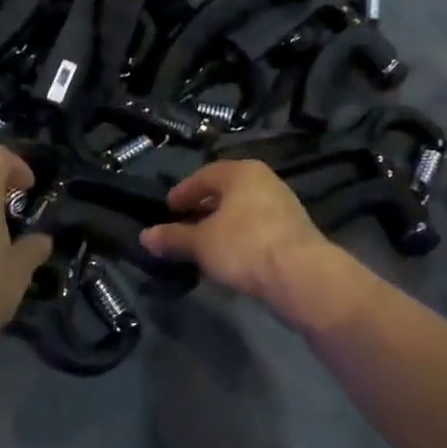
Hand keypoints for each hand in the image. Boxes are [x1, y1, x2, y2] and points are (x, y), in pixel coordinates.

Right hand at [139, 159, 341, 309]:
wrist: (301, 275)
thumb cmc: (244, 246)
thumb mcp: (201, 243)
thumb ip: (173, 237)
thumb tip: (145, 236)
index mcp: (241, 172)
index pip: (205, 175)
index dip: (184, 192)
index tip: (169, 207)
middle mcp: (265, 181)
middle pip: (226, 191)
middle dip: (204, 207)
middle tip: (184, 223)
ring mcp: (283, 204)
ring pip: (243, 209)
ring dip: (222, 223)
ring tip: (204, 243)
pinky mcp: (294, 230)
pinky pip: (258, 226)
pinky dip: (240, 236)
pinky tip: (230, 255)